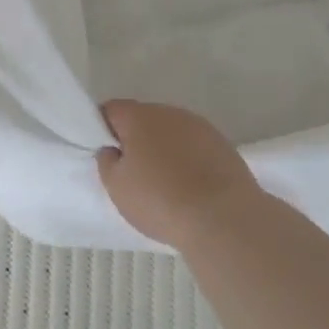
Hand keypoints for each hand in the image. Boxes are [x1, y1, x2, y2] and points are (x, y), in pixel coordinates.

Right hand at [97, 100, 261, 248]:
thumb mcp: (116, 186)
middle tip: (133, 172)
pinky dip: (187, 159)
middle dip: (135, 139)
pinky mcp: (224, 145)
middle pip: (143, 119)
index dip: (104, 129)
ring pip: (171, 132)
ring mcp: (201, 127)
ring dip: (163, 148)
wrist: (223, 218)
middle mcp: (170, 113)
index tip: (107, 154)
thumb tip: (114, 149)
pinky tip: (189, 185)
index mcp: (139, 117)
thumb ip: (107, 161)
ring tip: (164, 182)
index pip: (111, 110)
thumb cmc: (159, 200)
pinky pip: (194, 146)